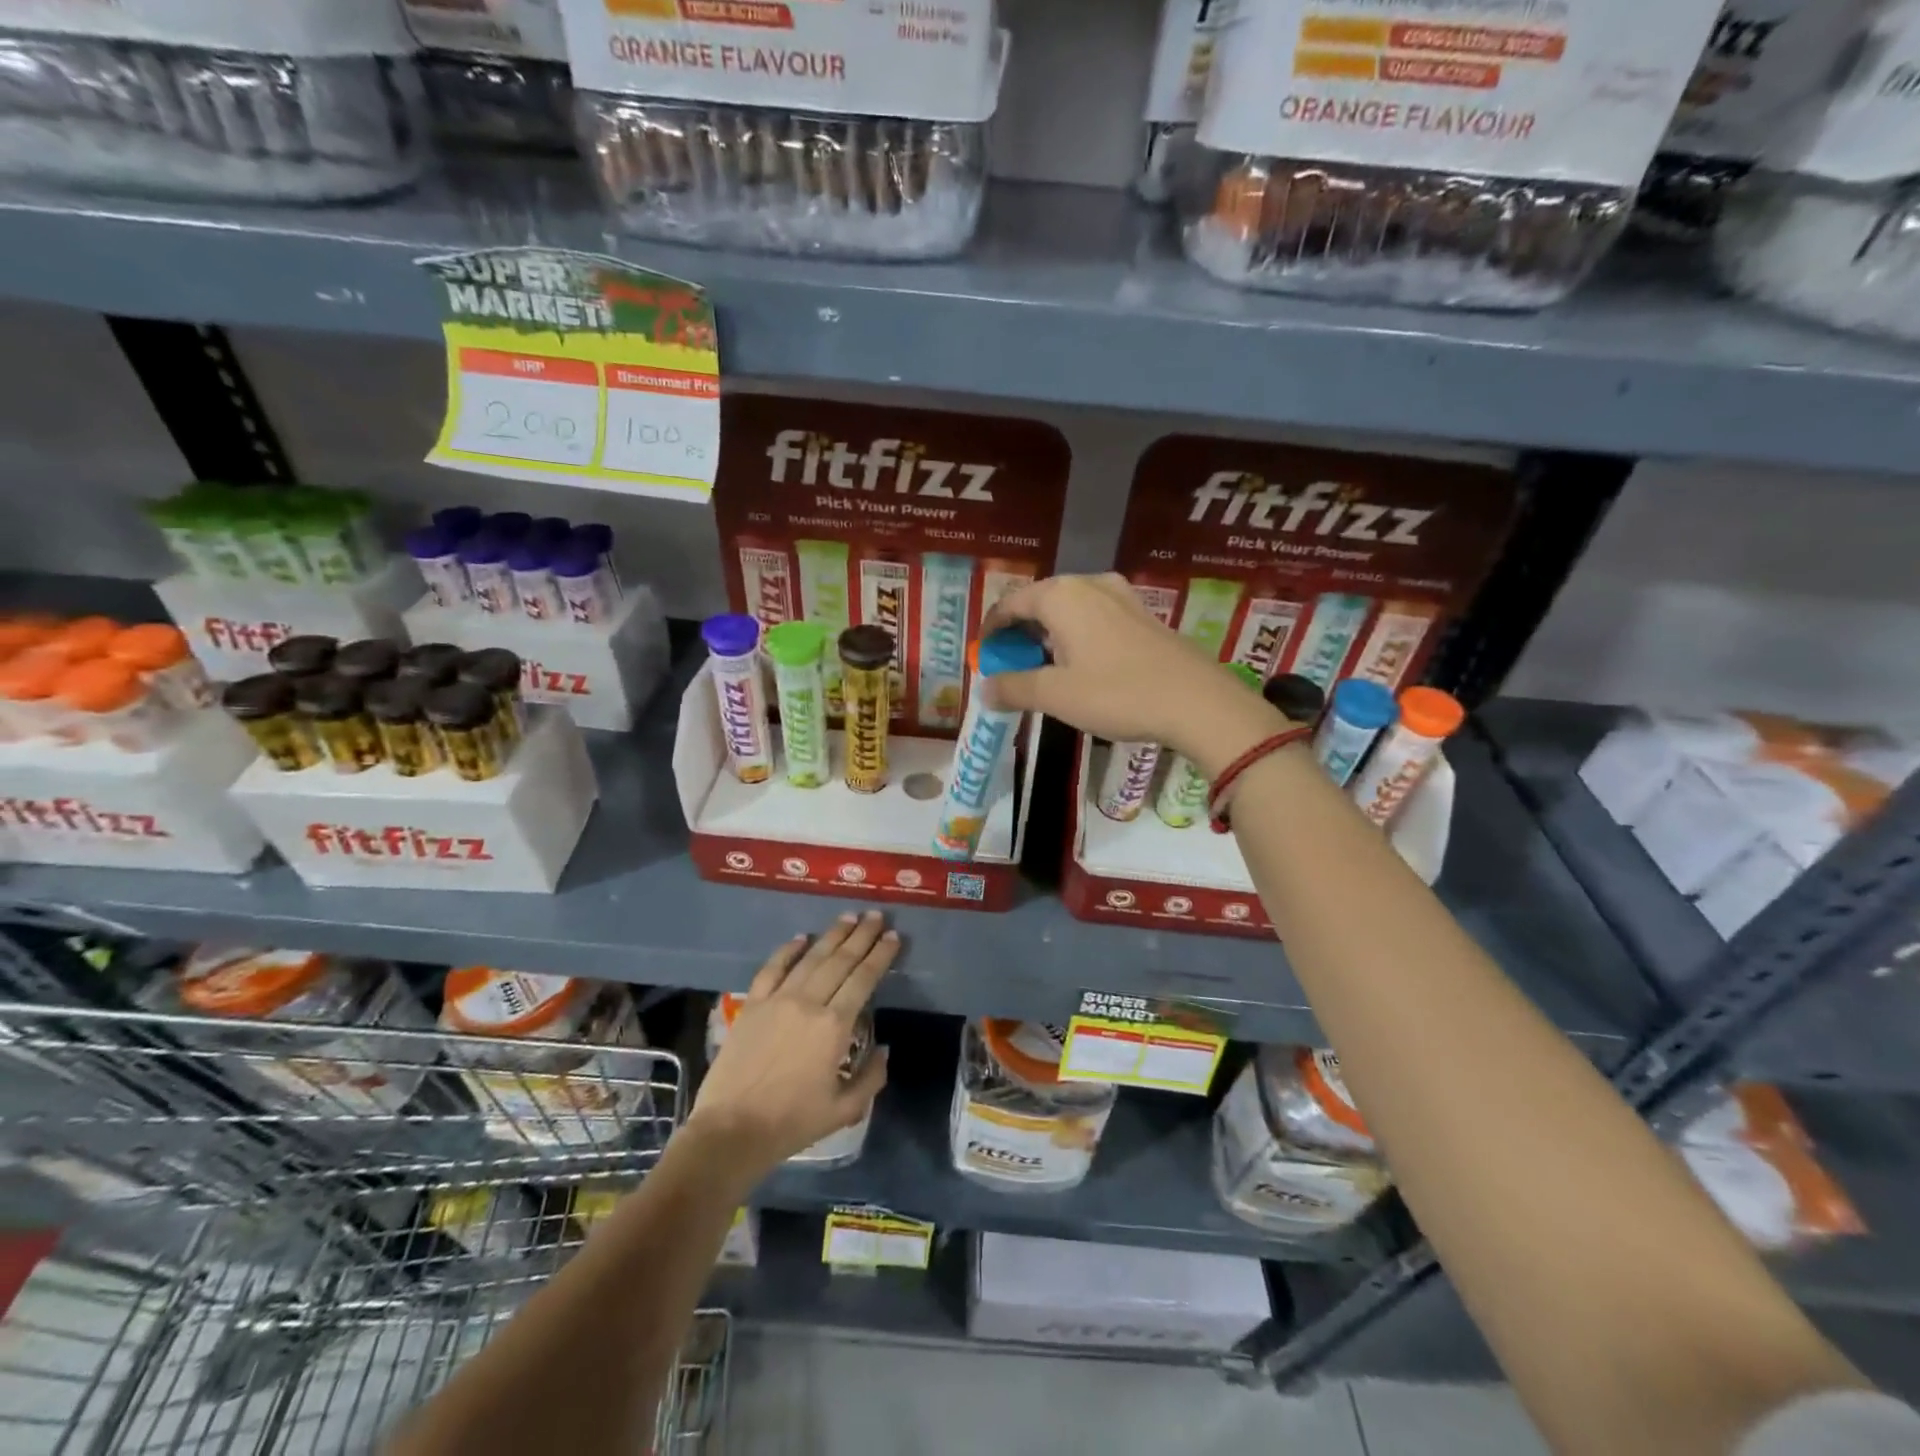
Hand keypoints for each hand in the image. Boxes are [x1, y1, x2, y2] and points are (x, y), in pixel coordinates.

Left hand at [688, 912, 894, 1173]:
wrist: (732, 1131)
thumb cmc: (792, 1123)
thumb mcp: (844, 1110)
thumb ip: (871, 1078)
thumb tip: (884, 1049)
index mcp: (835, 1026)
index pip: (864, 978)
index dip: (881, 955)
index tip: (893, 936)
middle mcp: (809, 1003)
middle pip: (841, 960)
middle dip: (862, 936)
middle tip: (876, 916)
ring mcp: (777, 1000)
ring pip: (811, 958)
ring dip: (832, 936)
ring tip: (848, 918)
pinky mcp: (752, 1005)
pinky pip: (772, 969)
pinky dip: (788, 950)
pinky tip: (800, 938)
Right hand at [981, 573, 1284, 776]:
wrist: (1197, 701)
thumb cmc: (1117, 693)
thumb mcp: (1056, 695)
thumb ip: (1014, 688)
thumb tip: (983, 689)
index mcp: (1061, 595)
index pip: (1010, 603)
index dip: (991, 630)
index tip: (984, 656)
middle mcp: (1089, 585)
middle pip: (1039, 602)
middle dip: (1019, 633)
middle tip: (1010, 665)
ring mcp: (1121, 597)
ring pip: (1069, 610)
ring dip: (1048, 635)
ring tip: (1042, 668)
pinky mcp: (1143, 615)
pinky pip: (1094, 618)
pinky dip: (1076, 636)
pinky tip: (1081, 666)